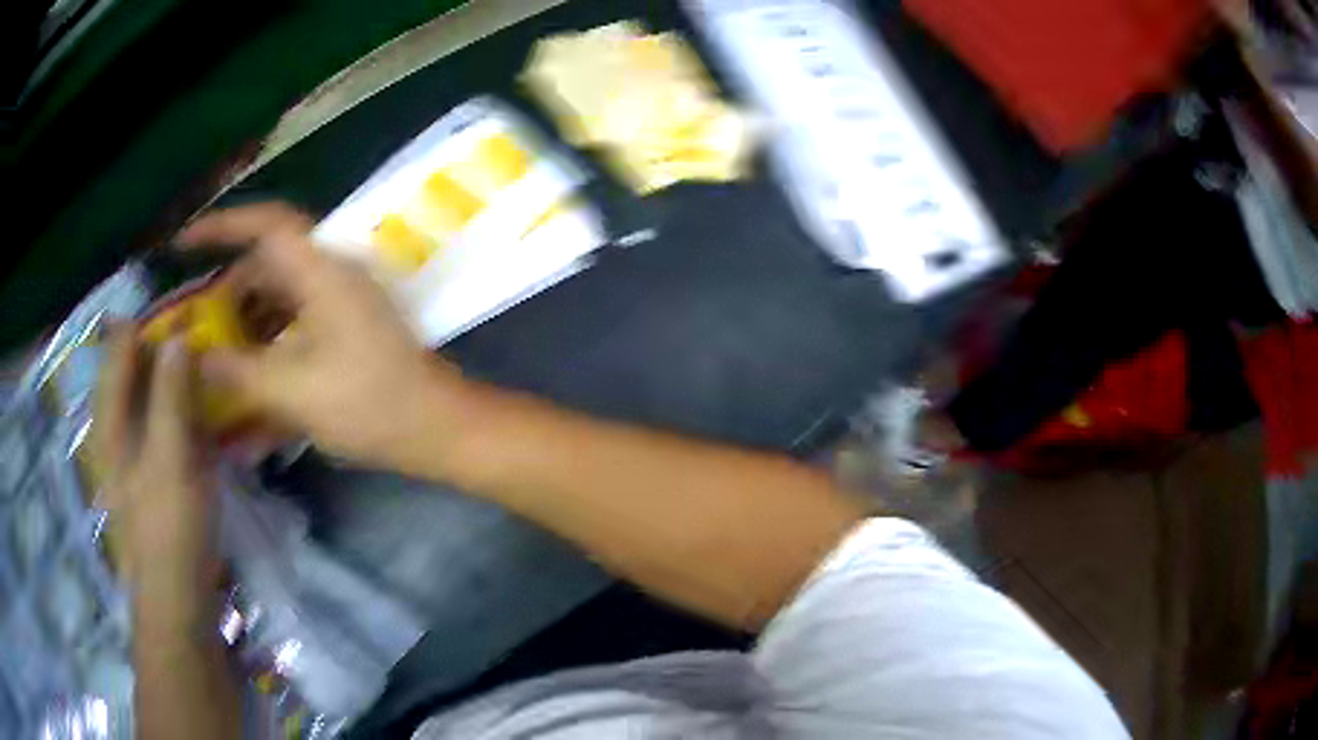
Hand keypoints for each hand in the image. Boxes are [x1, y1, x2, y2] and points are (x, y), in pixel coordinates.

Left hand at [92, 330, 217, 616]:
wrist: (178, 601)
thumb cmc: (169, 529)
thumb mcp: (171, 459)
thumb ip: (171, 395)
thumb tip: (178, 336)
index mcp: (110, 417)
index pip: (121, 344)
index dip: (150, 321)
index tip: (189, 310)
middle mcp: (116, 426)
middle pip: (135, 367)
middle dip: (166, 348)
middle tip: (207, 336)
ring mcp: (134, 452)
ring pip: (151, 395)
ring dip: (177, 380)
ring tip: (211, 369)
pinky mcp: (153, 474)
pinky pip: (165, 425)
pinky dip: (183, 412)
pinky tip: (207, 416)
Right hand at [176, 202, 472, 474]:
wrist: (437, 428)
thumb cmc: (368, 404)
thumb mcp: (292, 391)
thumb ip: (237, 371)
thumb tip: (195, 357)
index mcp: (320, 271)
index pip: (266, 224)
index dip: (222, 225)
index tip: (184, 241)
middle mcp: (331, 274)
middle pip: (268, 264)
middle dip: (229, 292)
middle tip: (199, 326)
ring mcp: (342, 300)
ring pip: (281, 294)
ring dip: (248, 320)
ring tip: (219, 357)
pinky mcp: (348, 326)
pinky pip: (298, 319)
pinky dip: (271, 338)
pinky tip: (253, 373)